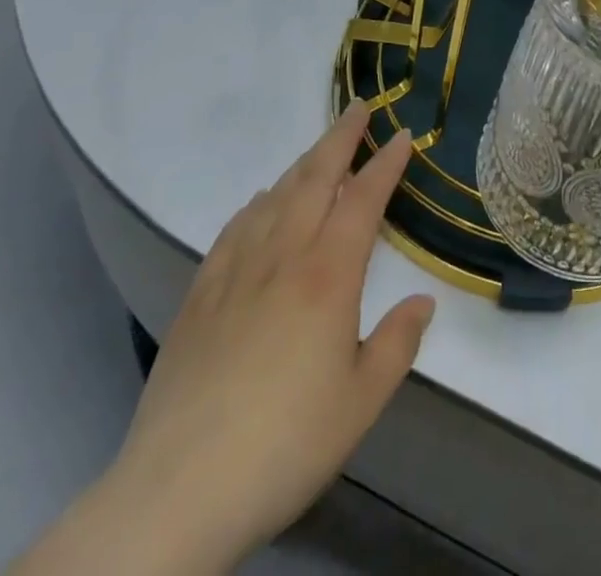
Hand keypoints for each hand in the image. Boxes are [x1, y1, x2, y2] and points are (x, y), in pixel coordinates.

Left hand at [22, 106, 432, 574]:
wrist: (177, 492)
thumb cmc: (285, 445)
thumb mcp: (361, 403)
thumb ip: (397, 345)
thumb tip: (423, 302)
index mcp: (328, 277)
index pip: (363, 200)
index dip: (385, 164)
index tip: (403, 136)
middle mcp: (283, 258)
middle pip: (315, 179)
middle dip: (340, 138)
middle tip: (358, 108)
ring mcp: (235, 273)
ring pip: (274, 197)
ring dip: (301, 164)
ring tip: (319, 150)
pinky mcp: (199, 297)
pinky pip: (234, 230)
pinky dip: (255, 204)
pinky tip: (260, 202)